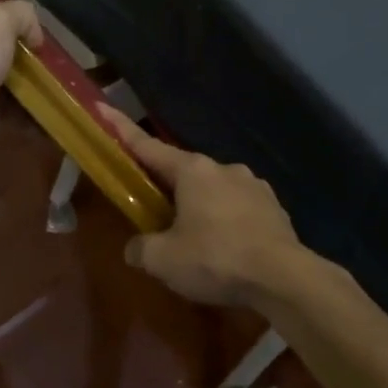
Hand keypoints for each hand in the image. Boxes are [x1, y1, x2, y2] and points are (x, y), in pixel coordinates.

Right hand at [100, 106, 301, 307]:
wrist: (284, 278)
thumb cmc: (216, 259)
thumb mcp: (164, 260)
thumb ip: (141, 249)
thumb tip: (135, 248)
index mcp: (192, 171)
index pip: (148, 147)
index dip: (122, 130)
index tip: (103, 109)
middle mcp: (224, 168)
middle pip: (184, 172)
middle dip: (167, 187)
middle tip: (154, 210)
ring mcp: (254, 186)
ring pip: (215, 191)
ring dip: (201, 206)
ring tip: (195, 239)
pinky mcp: (274, 208)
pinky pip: (239, 209)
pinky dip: (227, 222)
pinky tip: (226, 248)